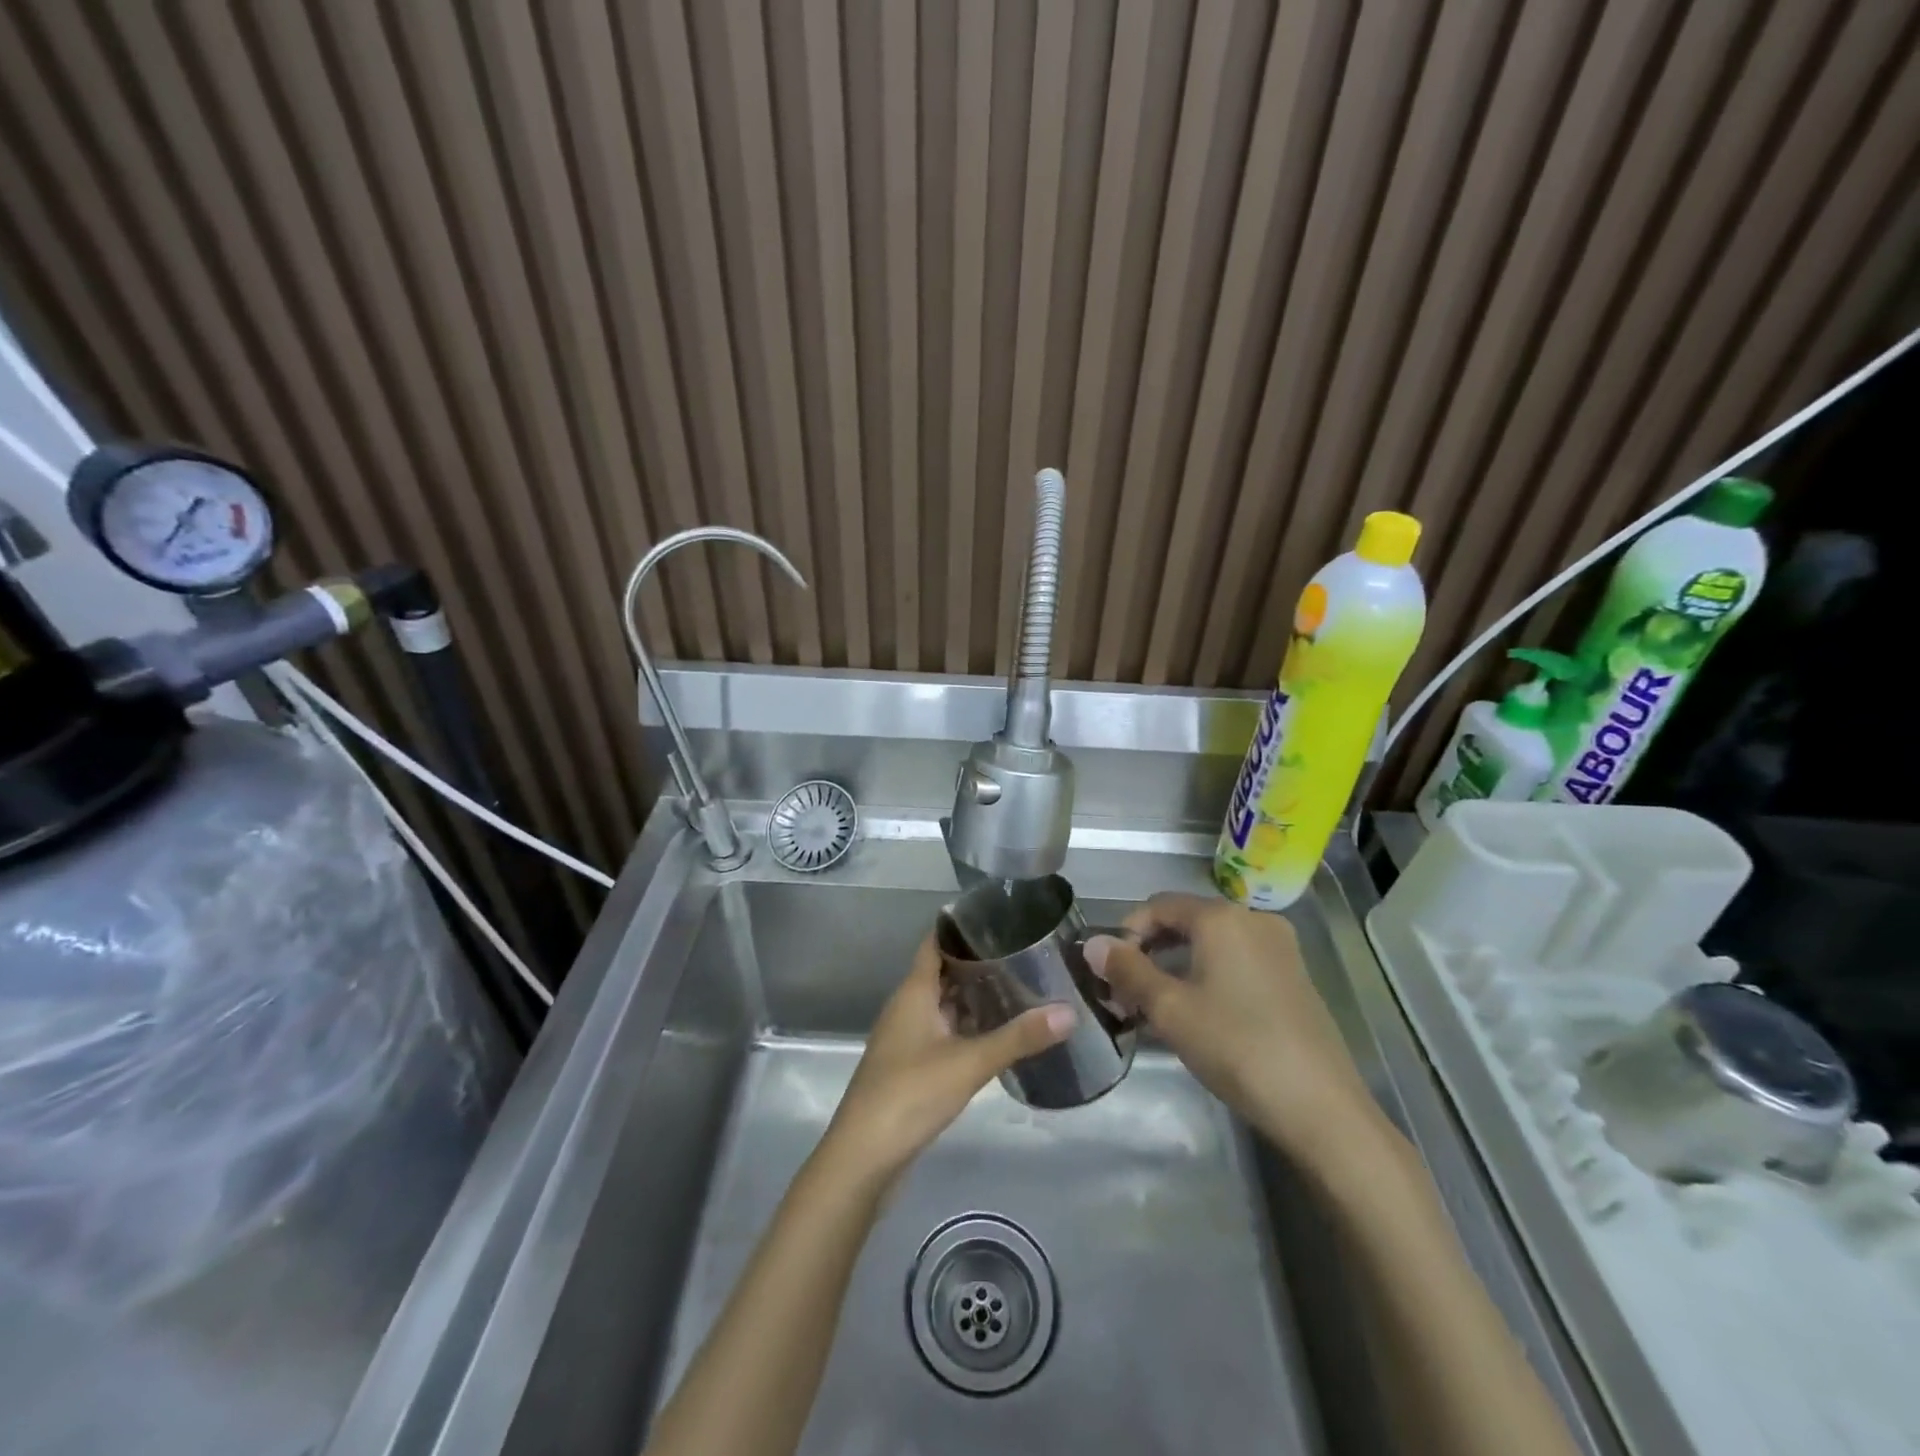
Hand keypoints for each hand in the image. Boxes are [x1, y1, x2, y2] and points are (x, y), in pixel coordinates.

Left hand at [819, 936, 1074, 1186]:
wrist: (864, 1158)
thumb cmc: (910, 1094)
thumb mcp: (969, 1063)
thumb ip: (1019, 1037)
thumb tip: (1069, 1012)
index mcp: (914, 992)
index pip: (936, 943)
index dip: (962, 927)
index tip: (999, 917)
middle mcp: (907, 1008)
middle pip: (943, 973)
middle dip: (978, 963)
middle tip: (1024, 952)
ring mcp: (907, 1039)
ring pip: (944, 1005)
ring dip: (974, 997)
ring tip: (1019, 987)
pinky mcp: (911, 1068)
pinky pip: (944, 1033)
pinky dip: (968, 1027)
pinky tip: (997, 1034)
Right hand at [1087, 893, 1375, 1156]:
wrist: (1321, 1107)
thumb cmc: (1236, 1047)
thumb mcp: (1169, 1010)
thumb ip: (1127, 970)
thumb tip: (1093, 943)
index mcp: (1222, 917)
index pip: (1158, 905)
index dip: (1127, 932)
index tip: (1110, 973)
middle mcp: (1253, 920)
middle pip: (1186, 921)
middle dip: (1150, 951)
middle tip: (1126, 993)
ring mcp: (1279, 948)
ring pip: (1211, 943)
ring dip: (1176, 966)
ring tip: (1155, 1007)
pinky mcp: (1293, 976)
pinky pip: (1236, 960)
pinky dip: (1207, 975)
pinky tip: (1197, 1014)